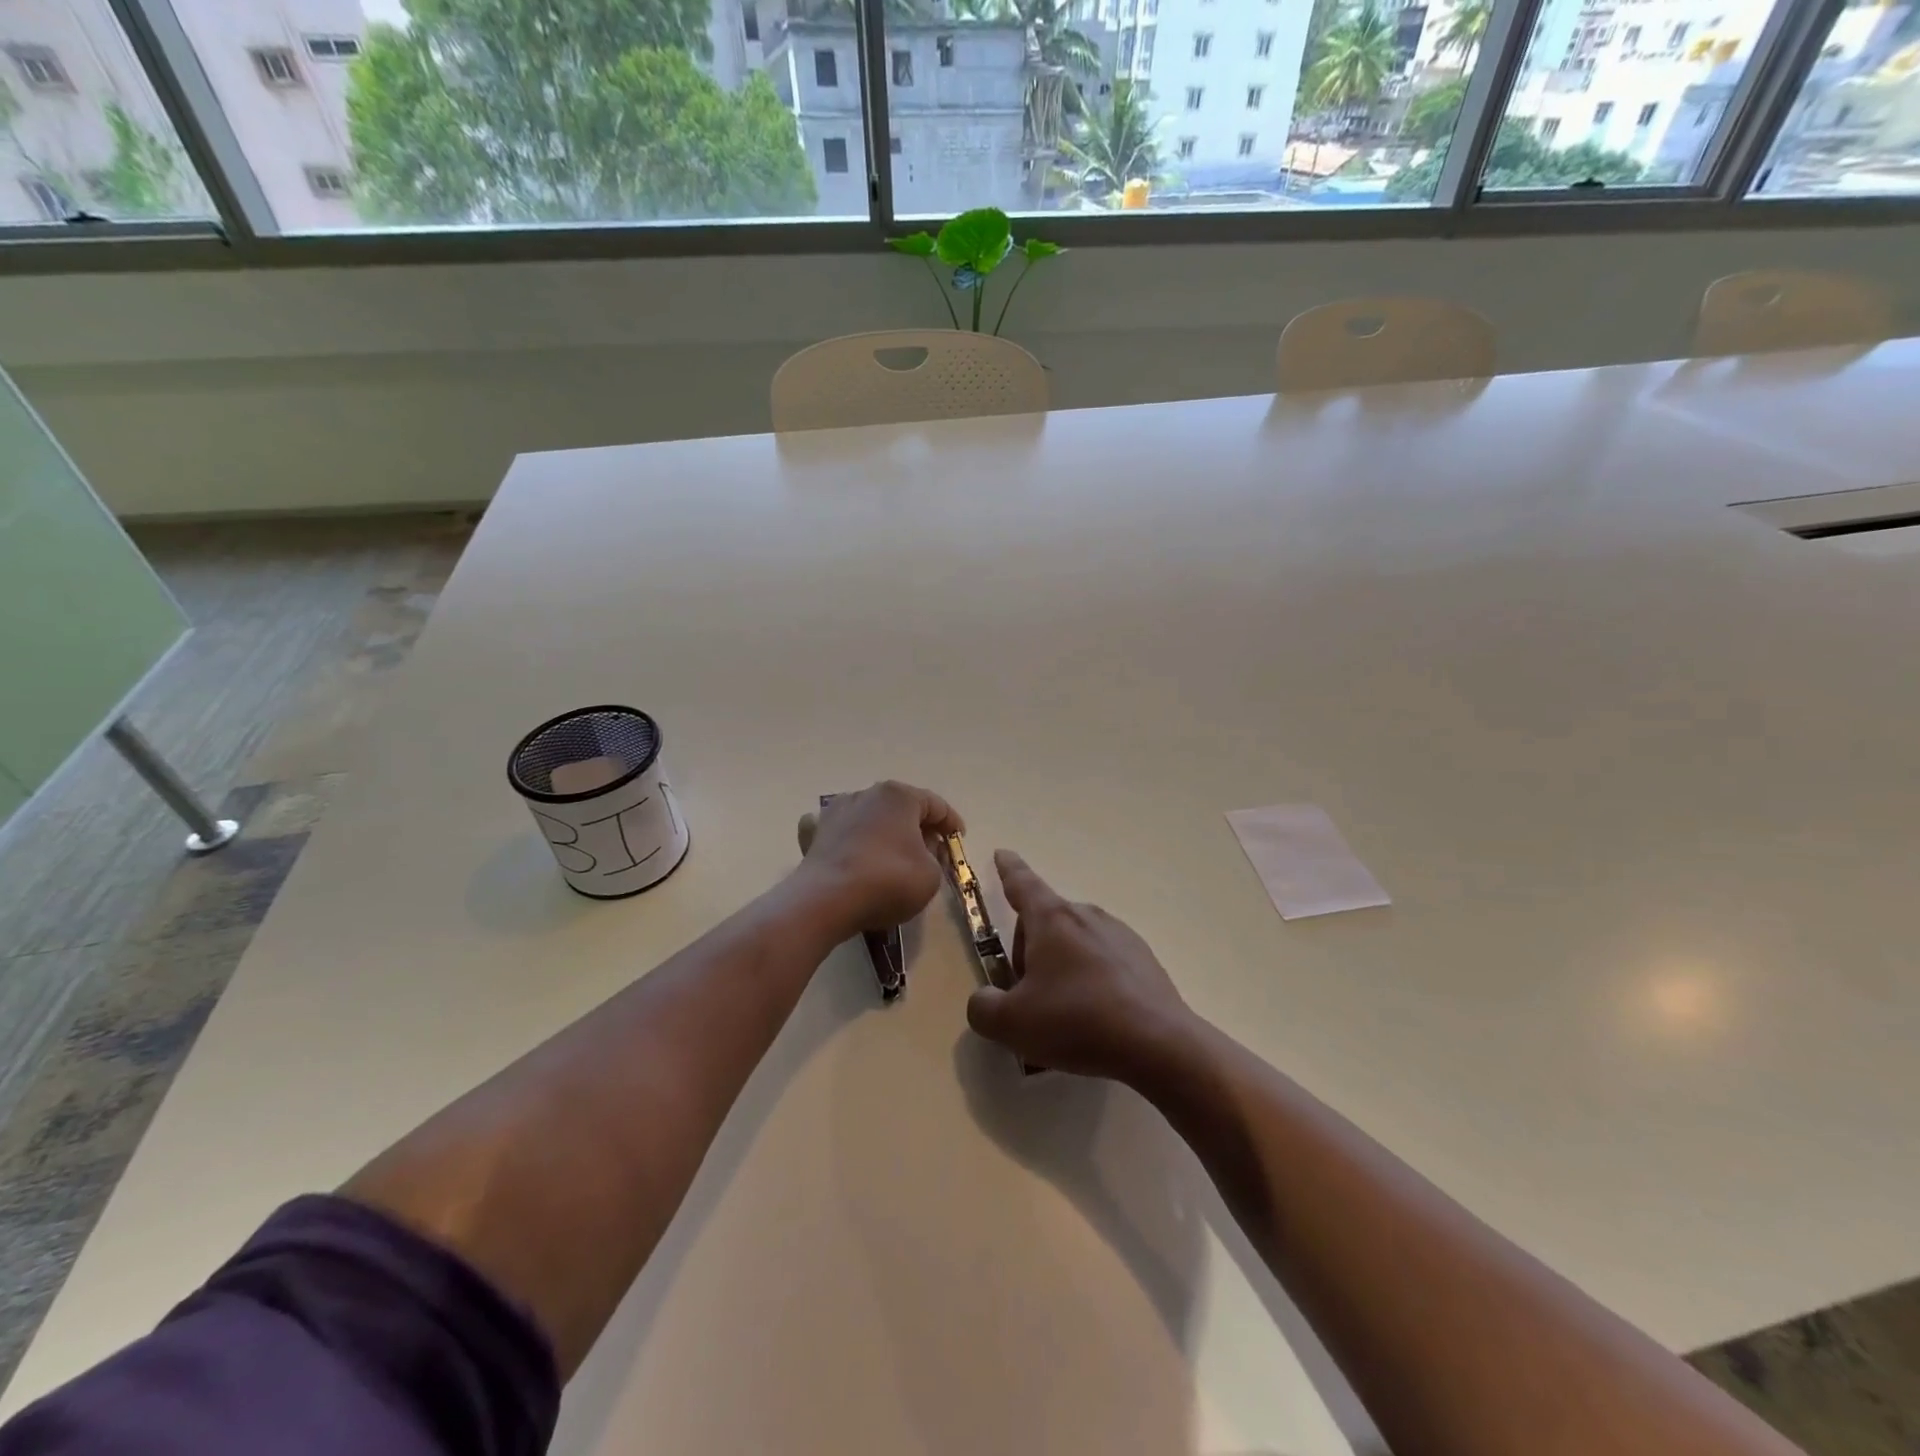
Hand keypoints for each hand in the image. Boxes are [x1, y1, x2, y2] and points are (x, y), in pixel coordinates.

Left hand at [793, 781, 963, 937]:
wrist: (825, 901)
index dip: (951, 823)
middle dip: (919, 827)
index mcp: (899, 796)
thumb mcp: (931, 875)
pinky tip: (851, 848)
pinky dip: (848, 837)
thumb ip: (936, 857)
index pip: (935, 804)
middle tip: (933, 850)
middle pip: (901, 808)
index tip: (959, 840)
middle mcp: (866, 794)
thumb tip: (924, 848)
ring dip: (885, 831)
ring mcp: (836, 812)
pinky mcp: (814, 834)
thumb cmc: (888, 881)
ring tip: (896, 854)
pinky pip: (839, 831)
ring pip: (870, 817)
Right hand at [965, 850, 1192, 1082]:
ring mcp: (1119, 935)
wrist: (1157, 1044)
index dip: (1008, 869)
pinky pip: (1103, 961)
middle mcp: (1086, 916)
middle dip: (1029, 950)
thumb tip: (986, 1000)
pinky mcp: (1143, 959)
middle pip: (1045, 922)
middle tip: (1026, 995)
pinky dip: (1090, 980)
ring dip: (1060, 966)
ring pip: (1075, 942)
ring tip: (1062, 1014)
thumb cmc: (1076, 1021)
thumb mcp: (1012, 1023)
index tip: (1002, 854)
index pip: (1022, 883)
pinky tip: (1095, 1018)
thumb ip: (984, 1008)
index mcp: (1051, 919)